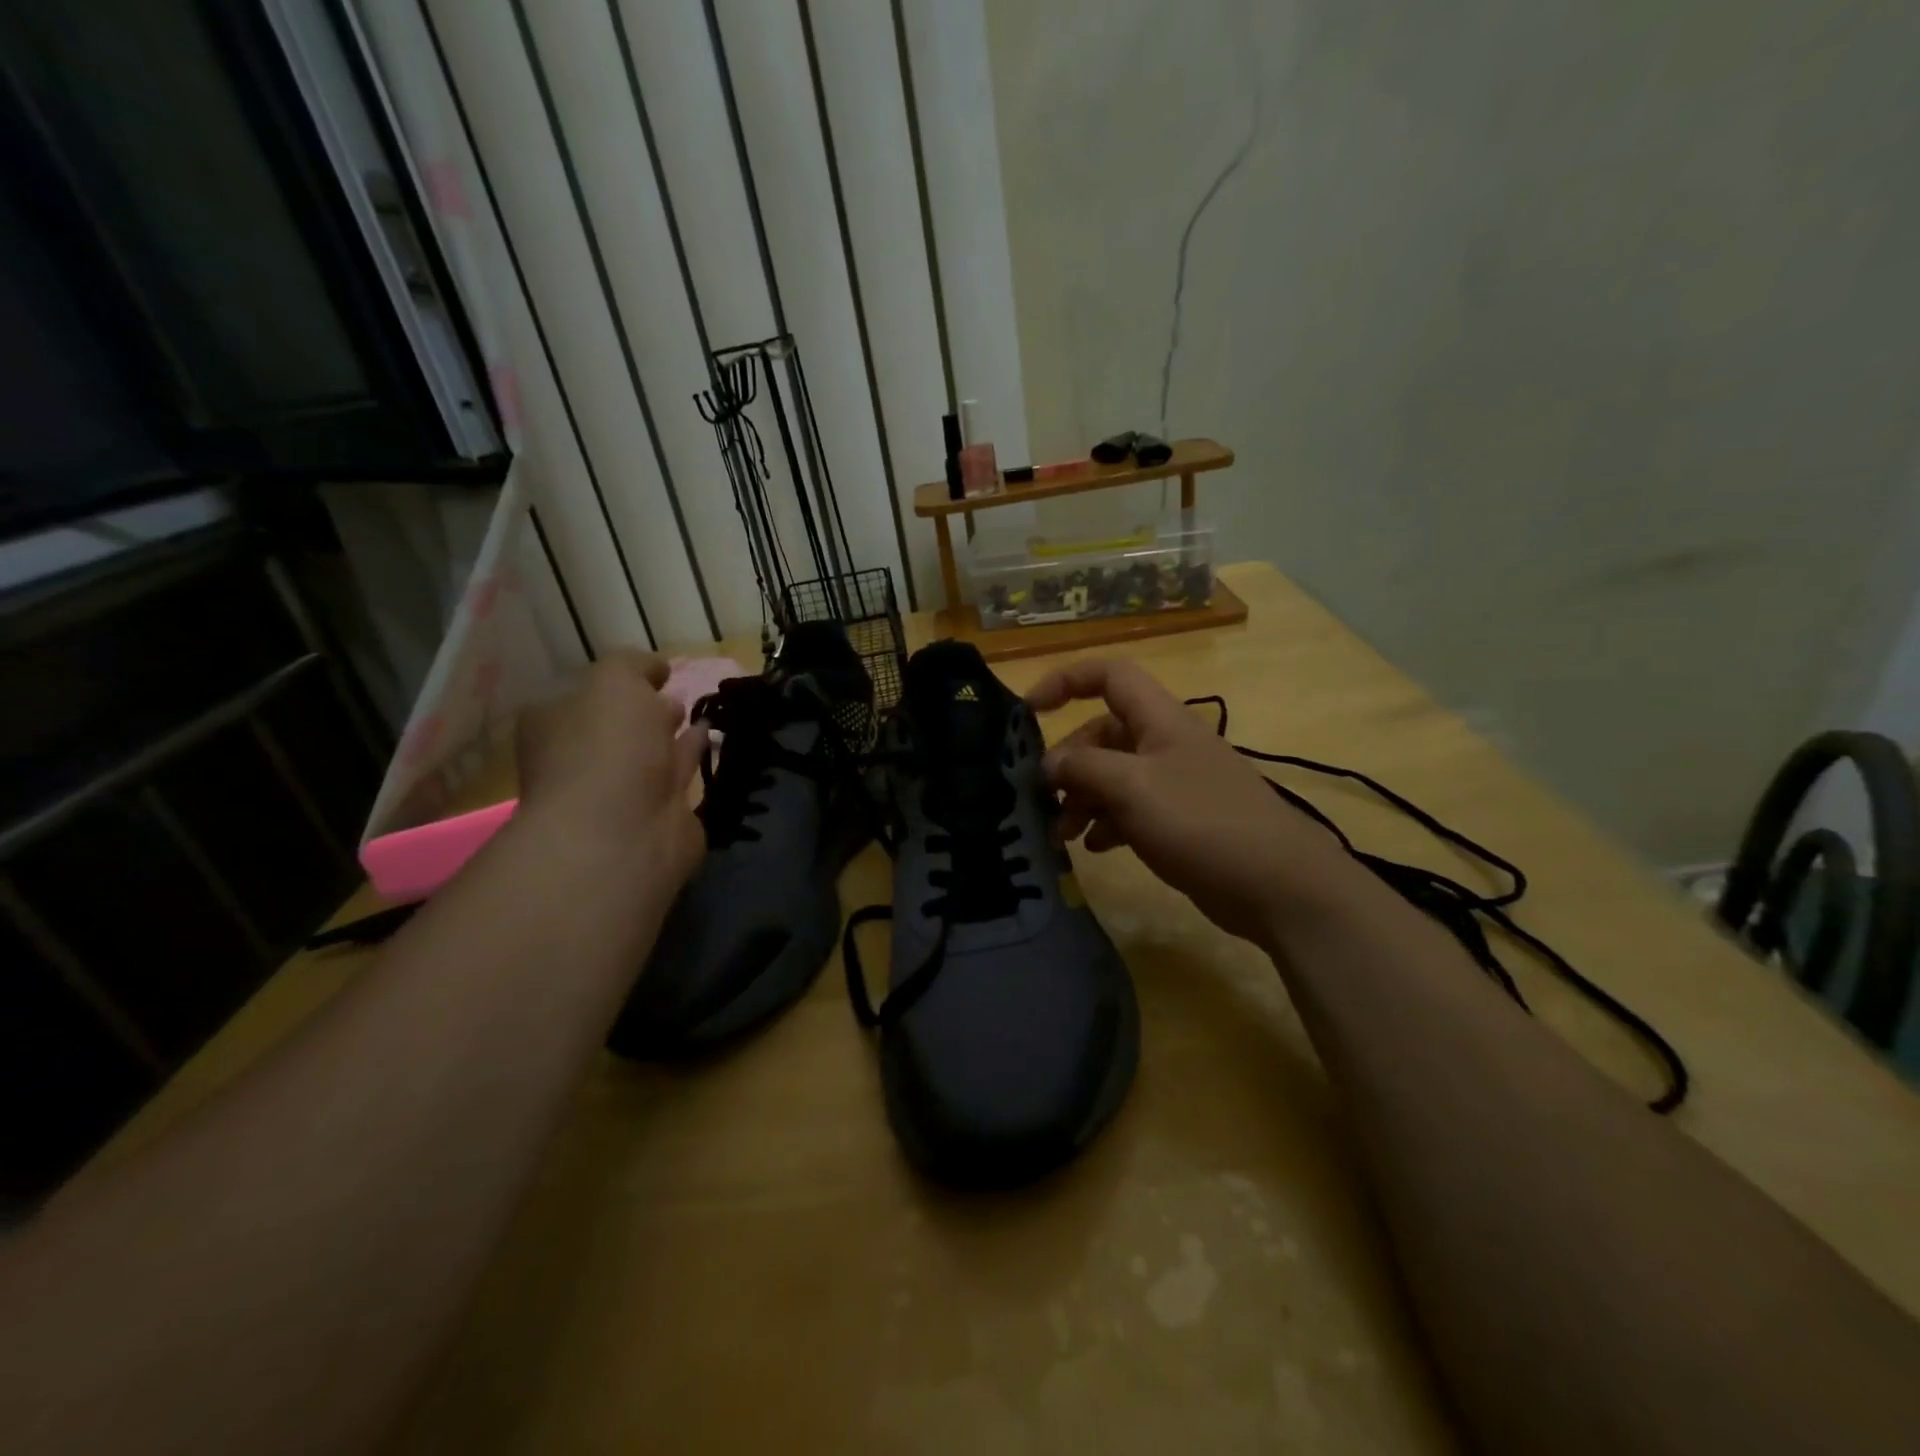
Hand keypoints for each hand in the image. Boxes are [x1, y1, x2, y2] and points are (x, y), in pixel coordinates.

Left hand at [514, 650, 707, 888]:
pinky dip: (693, 755)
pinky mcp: (659, 814)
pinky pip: (679, 775)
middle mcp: (582, 757)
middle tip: (676, 693)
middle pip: (617, 726)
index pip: (585, 693)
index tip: (655, 671)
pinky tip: (712, 736)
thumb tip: (656, 669)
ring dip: (672, 733)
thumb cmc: (607, 746)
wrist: (623, 830)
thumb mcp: (615, 680)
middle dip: (645, 709)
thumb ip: (634, 665)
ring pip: (650, 752)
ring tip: (701, 711)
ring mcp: (620, 790)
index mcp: (555, 723)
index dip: (620, 680)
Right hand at [1027, 659, 1364, 944]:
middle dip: (1069, 763)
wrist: (1277, 884)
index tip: (1029, 710)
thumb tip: (1049, 765)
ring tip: (1062, 834)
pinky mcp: (1179, 821)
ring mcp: (1174, 784)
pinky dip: (1106, 823)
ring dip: (1082, 799)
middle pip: (1103, 734)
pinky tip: (1095, 848)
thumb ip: (1083, 767)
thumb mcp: (1132, 787)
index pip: (1109, 676)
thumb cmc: (1201, 821)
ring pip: (1113, 776)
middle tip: (1045, 800)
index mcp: (1159, 719)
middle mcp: (1165, 744)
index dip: (1066, 681)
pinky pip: (1129, 810)